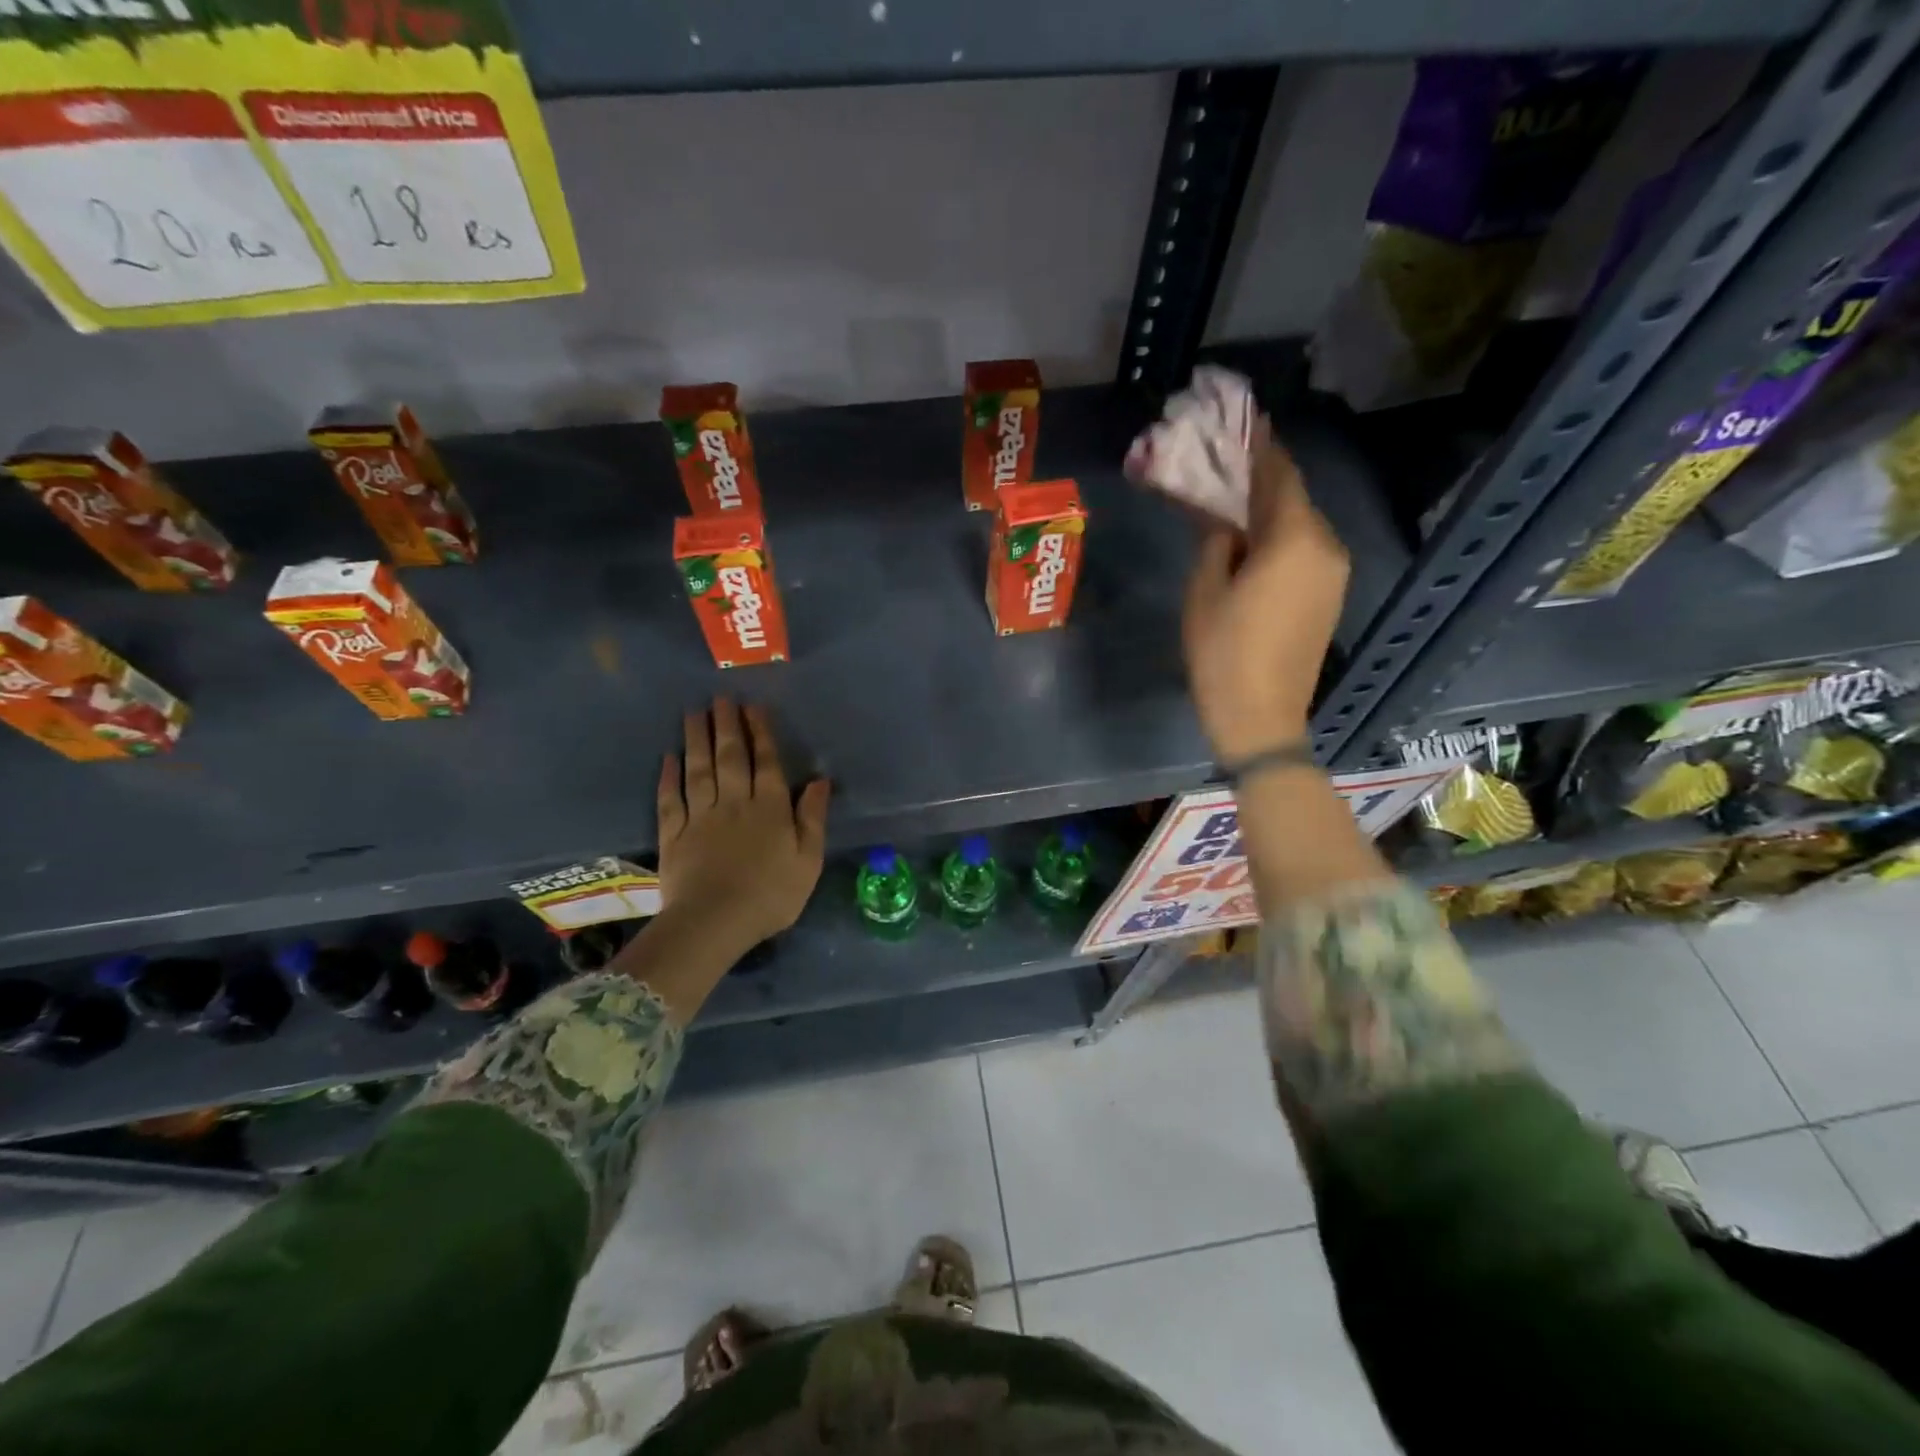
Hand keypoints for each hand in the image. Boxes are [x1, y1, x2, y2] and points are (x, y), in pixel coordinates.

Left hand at [656, 700, 829, 956]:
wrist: (714, 923)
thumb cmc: (771, 895)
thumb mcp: (808, 860)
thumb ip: (813, 818)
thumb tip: (821, 781)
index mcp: (770, 808)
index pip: (766, 762)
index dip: (761, 733)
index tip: (753, 706)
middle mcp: (735, 803)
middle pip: (730, 757)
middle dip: (727, 725)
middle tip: (720, 698)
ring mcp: (701, 816)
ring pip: (699, 769)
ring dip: (697, 739)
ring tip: (694, 713)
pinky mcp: (674, 834)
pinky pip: (671, 799)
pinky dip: (668, 777)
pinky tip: (668, 758)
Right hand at [1182, 417, 1348, 760]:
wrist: (1261, 716)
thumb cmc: (1223, 652)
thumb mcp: (1205, 591)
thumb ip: (1216, 541)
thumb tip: (1225, 520)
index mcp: (1294, 540)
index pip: (1280, 475)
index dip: (1261, 446)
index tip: (1244, 421)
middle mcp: (1325, 547)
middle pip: (1293, 497)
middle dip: (1261, 478)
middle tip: (1225, 464)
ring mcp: (1333, 573)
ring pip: (1300, 524)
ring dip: (1269, 509)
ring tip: (1231, 502)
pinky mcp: (1329, 596)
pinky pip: (1304, 550)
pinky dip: (1279, 537)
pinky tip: (1251, 541)